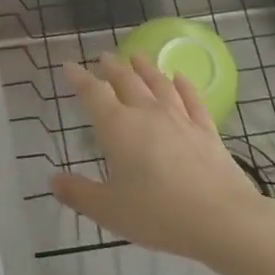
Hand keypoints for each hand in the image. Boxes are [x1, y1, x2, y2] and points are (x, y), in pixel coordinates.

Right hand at [52, 52, 271, 263]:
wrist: (221, 218)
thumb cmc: (158, 214)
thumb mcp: (108, 210)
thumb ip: (79, 193)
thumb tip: (53, 181)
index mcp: (118, 127)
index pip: (93, 93)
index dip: (79, 78)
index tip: (69, 66)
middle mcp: (147, 113)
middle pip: (126, 81)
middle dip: (112, 67)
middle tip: (103, 56)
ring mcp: (180, 118)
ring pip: (158, 84)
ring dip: (145, 68)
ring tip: (137, 55)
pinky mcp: (206, 130)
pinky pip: (192, 99)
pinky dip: (183, 85)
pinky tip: (179, 77)